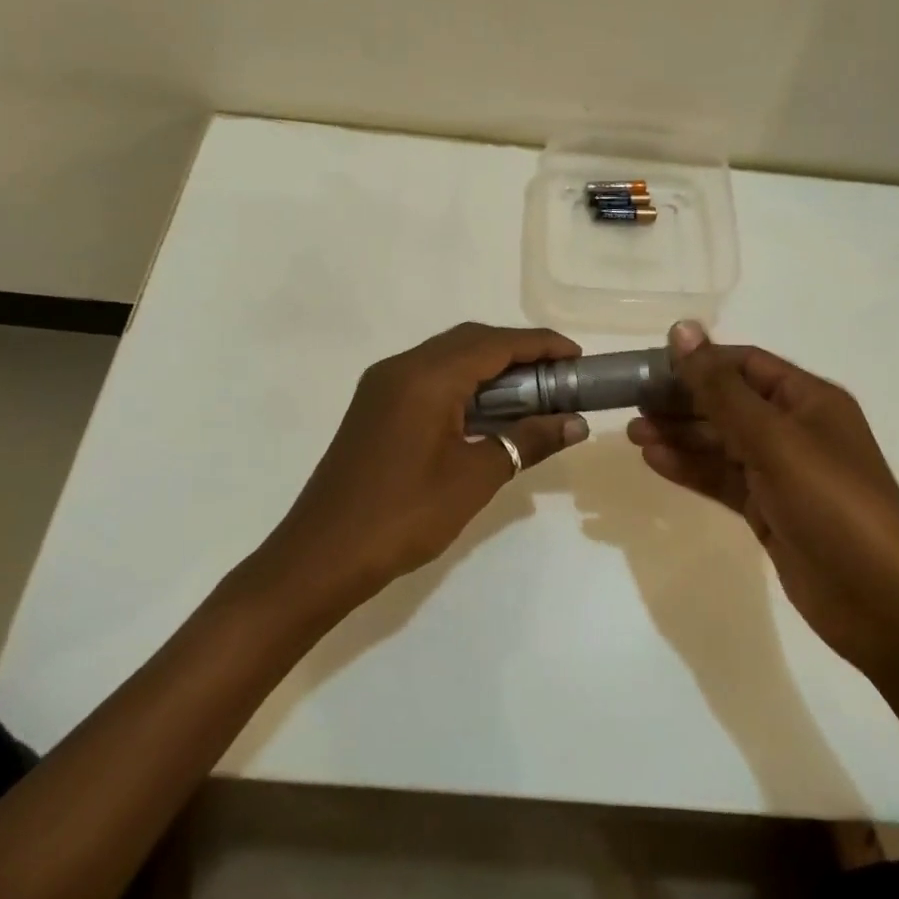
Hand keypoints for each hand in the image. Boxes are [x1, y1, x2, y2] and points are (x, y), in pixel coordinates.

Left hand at [262, 323, 590, 606]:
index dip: (541, 345)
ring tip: (532, 393)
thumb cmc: (403, 516)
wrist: (320, 557)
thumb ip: (527, 442)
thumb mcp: (475, 479)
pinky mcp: (375, 406)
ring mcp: (383, 386)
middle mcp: (402, 367)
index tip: (578, 357)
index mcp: (426, 377)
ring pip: (448, 357)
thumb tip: (575, 424)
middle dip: (518, 351)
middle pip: (470, 341)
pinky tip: (487, 411)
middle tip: (559, 375)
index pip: (495, 344)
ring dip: (491, 367)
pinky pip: (429, 377)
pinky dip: (465, 383)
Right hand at [626, 321, 898, 671]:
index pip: (745, 365)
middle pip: (730, 403)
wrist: (881, 603)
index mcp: (809, 400)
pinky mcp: (770, 511)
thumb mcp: (774, 439)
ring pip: (722, 443)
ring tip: (633, 433)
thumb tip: (682, 329)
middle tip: (632, 402)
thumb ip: (721, 389)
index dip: (700, 362)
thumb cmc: (832, 504)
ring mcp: (783, 473)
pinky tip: (655, 461)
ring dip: (680, 436)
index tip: (651, 366)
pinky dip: (692, 469)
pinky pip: (724, 480)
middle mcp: (796, 430)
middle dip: (683, 401)